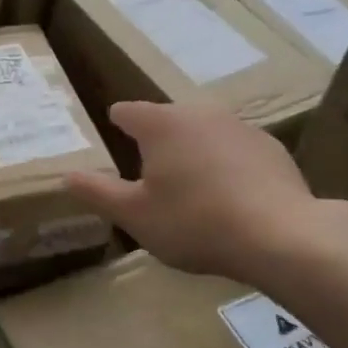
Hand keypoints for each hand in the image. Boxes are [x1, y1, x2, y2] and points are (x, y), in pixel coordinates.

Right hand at [64, 100, 347, 285]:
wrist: (281, 235)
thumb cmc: (194, 222)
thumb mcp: (135, 215)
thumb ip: (97, 193)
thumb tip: (66, 176)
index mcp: (161, 124)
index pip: (127, 112)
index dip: (117, 124)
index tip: (114, 137)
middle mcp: (199, 113)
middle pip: (167, 120)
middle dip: (157, 141)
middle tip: (151, 175)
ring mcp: (239, 127)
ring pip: (204, 132)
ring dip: (194, 151)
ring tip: (192, 189)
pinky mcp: (271, 147)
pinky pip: (236, 150)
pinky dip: (227, 165)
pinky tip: (232, 197)